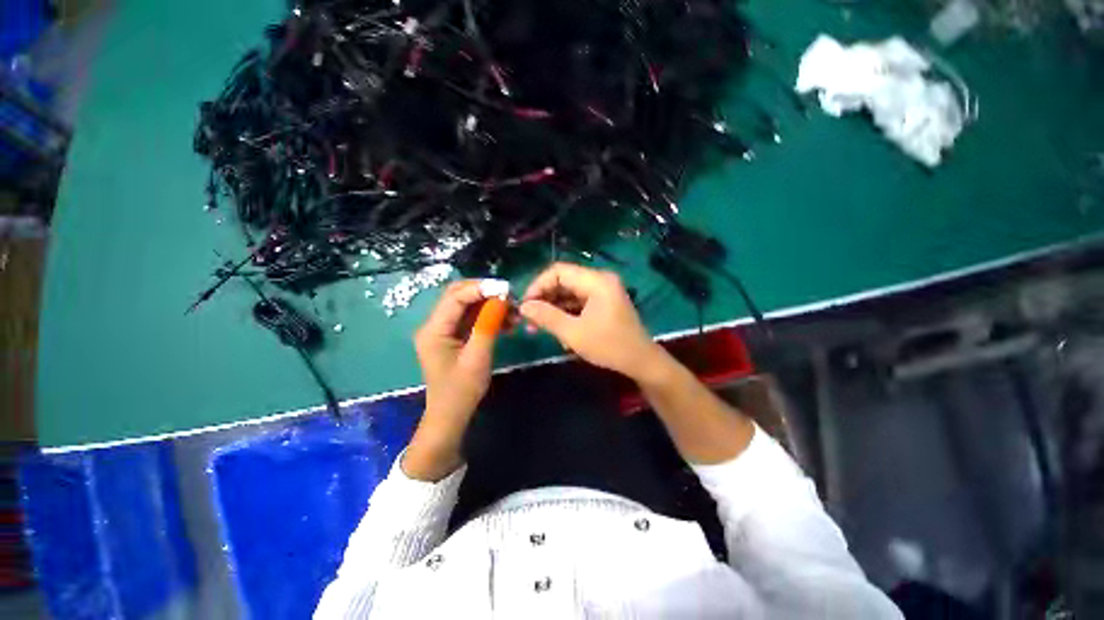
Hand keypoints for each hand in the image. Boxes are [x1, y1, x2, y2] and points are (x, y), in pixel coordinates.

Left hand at [405, 280, 497, 479]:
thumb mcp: (478, 357)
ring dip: (489, 305)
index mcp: (434, 330)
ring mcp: (443, 330)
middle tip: (509, 298)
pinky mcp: (453, 336)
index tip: (506, 289)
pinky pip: (470, 318)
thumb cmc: (462, 391)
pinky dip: (487, 316)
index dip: (480, 288)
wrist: (450, 415)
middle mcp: (434, 325)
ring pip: (466, 306)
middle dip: (485, 293)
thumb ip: (488, 325)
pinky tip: (506, 322)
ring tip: (512, 312)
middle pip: (458, 296)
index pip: (455, 297)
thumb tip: (501, 299)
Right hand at [519, 263, 662, 381]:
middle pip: (563, 281)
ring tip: (538, 328)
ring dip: (553, 308)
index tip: (525, 305)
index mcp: (596, 281)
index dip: (538, 285)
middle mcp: (600, 280)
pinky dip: (565, 313)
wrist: (641, 362)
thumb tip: (523, 307)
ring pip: (569, 293)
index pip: (558, 271)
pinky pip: (578, 302)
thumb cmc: (609, 346)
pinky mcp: (603, 303)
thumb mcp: (574, 333)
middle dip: (544, 299)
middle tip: (529, 319)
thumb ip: (547, 317)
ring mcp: (603, 291)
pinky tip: (557, 330)